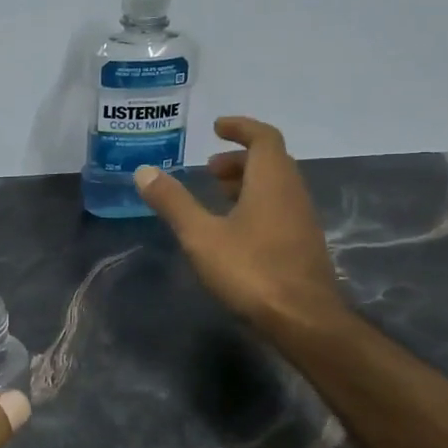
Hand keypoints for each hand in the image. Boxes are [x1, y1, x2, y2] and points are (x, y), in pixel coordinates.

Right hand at [134, 116, 347, 334]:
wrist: (304, 320)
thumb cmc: (251, 270)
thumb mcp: (201, 236)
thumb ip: (173, 202)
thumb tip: (144, 171)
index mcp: (272, 181)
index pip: (264, 137)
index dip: (241, 127)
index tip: (217, 127)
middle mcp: (293, 193)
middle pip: (271, 162)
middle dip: (239, 159)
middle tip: (208, 169)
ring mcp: (302, 221)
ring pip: (276, 187)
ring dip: (247, 183)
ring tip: (216, 196)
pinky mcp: (303, 245)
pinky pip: (279, 209)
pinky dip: (256, 205)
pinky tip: (234, 230)